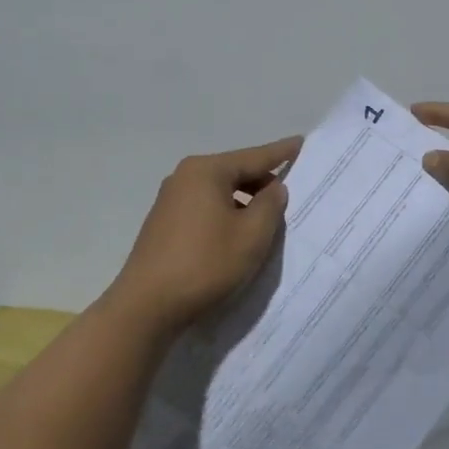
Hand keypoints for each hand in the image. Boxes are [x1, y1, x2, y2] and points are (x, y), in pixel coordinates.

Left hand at [106, 135, 301, 332]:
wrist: (147, 306)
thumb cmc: (206, 263)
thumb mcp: (252, 235)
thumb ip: (270, 205)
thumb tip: (273, 187)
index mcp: (206, 171)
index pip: (254, 157)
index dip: (281, 152)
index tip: (301, 142)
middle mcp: (184, 177)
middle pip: (234, 172)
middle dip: (262, 182)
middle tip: (289, 196)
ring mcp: (170, 200)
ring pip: (219, 192)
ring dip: (244, 203)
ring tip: (266, 222)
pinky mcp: (163, 224)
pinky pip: (205, 209)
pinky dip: (225, 215)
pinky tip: (236, 236)